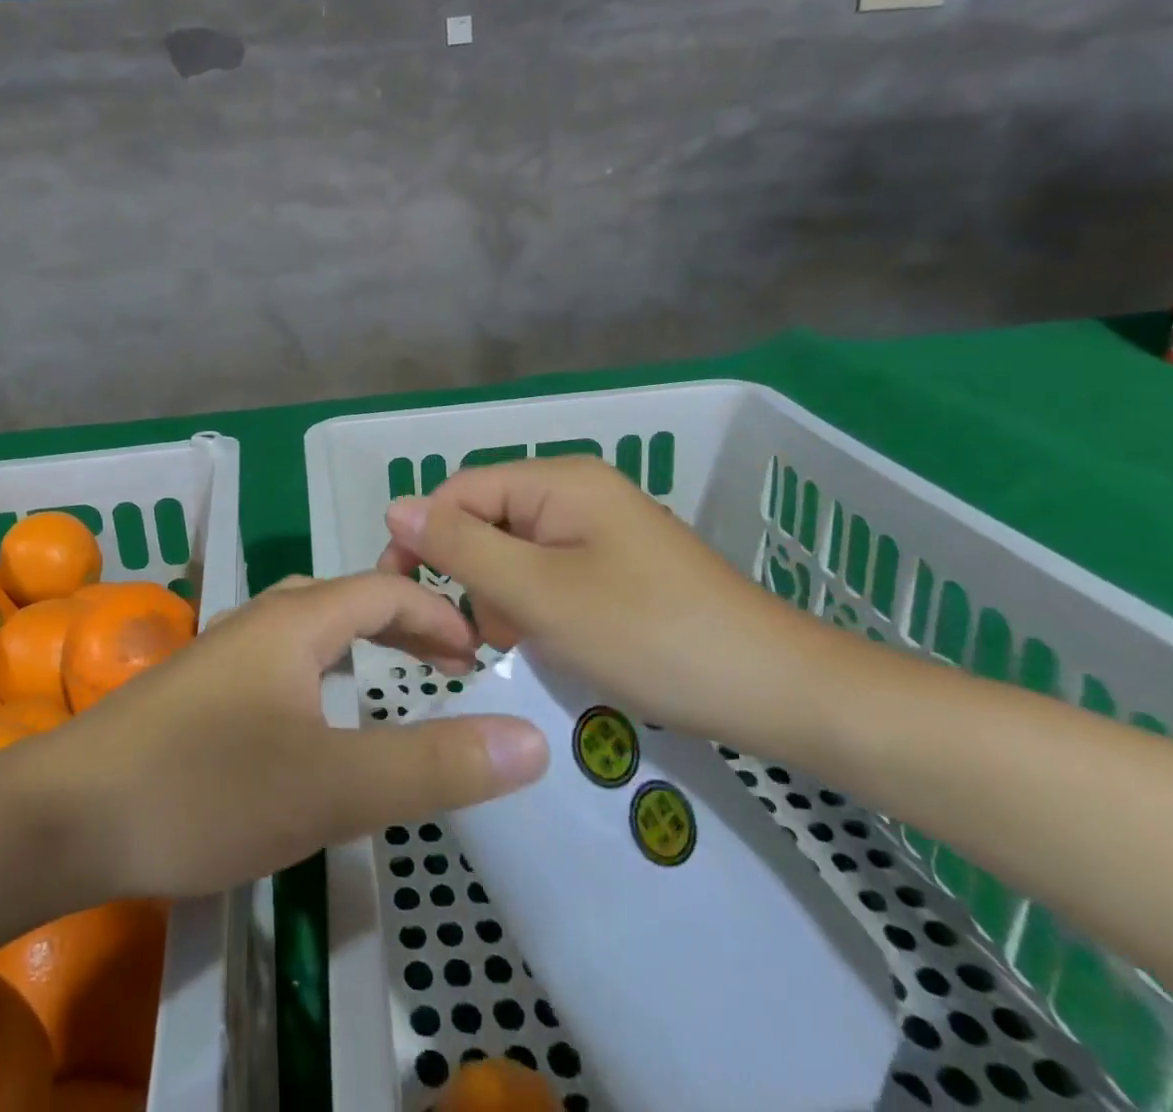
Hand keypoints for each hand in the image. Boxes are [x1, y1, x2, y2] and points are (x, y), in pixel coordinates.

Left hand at [31, 573, 549, 899]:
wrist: (67, 815)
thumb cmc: (206, 789)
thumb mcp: (333, 786)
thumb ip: (434, 764)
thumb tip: (532, 738)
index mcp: (294, 621)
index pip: (383, 591)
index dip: (437, 616)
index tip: (479, 658)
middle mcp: (256, 620)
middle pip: (343, 599)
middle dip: (400, 622)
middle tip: (446, 665)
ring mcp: (219, 652)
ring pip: (304, 627)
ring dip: (354, 642)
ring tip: (387, 678)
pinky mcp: (195, 688)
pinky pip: (276, 658)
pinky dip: (316, 669)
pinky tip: (309, 714)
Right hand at [377, 456, 831, 743]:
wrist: (777, 691)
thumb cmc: (649, 637)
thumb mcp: (539, 594)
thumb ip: (462, 548)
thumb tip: (395, 506)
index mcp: (559, 482)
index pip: (459, 492)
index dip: (423, 539)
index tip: (405, 599)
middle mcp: (576, 491)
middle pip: (485, 519)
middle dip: (466, 575)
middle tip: (468, 640)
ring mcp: (599, 529)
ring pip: (513, 551)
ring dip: (497, 597)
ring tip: (513, 648)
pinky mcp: (615, 565)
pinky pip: (548, 572)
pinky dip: (532, 607)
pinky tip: (544, 645)